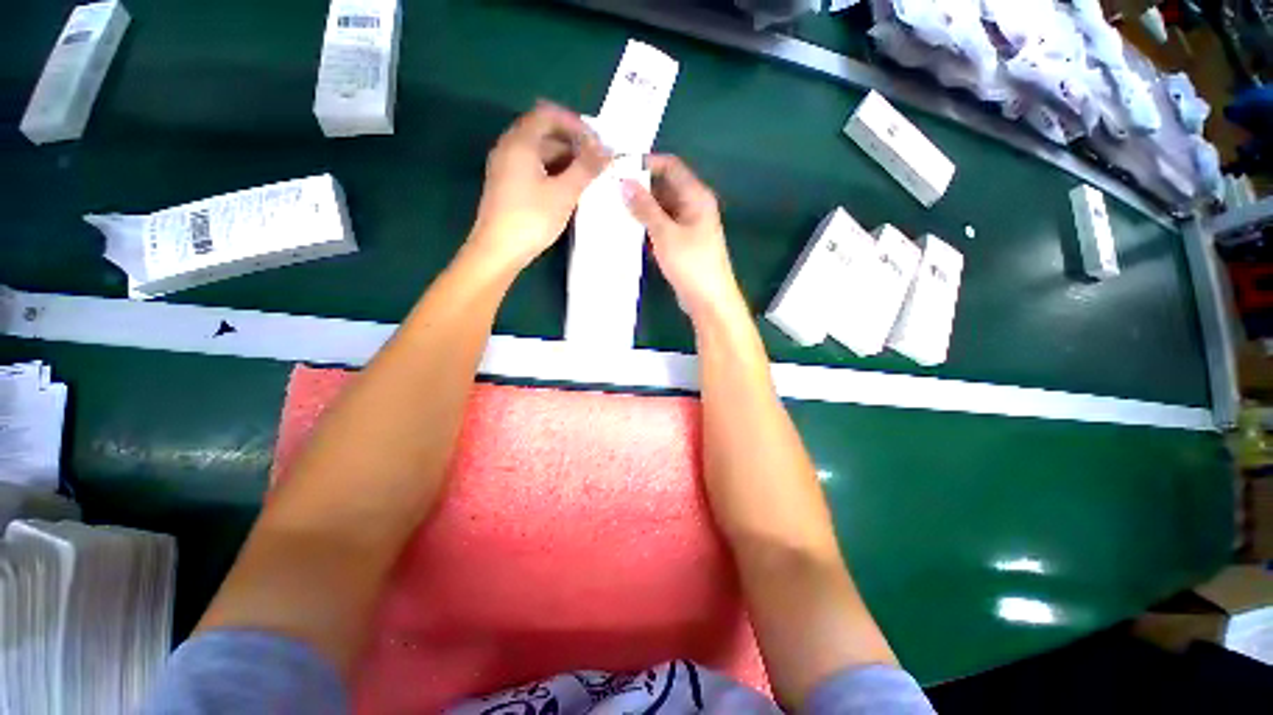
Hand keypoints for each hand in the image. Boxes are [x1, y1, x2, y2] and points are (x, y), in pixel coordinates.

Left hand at [469, 101, 609, 270]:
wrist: (498, 251)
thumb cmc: (531, 218)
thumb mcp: (564, 193)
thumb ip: (586, 168)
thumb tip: (606, 150)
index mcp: (520, 142)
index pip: (548, 114)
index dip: (575, 123)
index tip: (596, 142)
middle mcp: (509, 148)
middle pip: (544, 133)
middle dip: (573, 143)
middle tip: (596, 161)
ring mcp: (506, 168)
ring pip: (539, 153)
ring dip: (565, 160)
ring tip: (587, 177)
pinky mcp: (508, 186)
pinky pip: (533, 169)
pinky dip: (553, 172)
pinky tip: (568, 190)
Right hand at [622, 155, 742, 320]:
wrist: (708, 300)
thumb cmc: (691, 264)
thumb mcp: (665, 234)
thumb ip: (645, 208)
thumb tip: (624, 182)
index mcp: (696, 196)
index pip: (670, 166)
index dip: (646, 164)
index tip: (619, 169)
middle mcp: (693, 207)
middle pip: (664, 188)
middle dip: (639, 189)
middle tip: (610, 192)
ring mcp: (687, 227)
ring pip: (660, 210)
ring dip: (641, 211)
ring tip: (613, 210)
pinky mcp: (680, 244)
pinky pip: (661, 229)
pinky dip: (646, 229)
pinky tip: (626, 233)